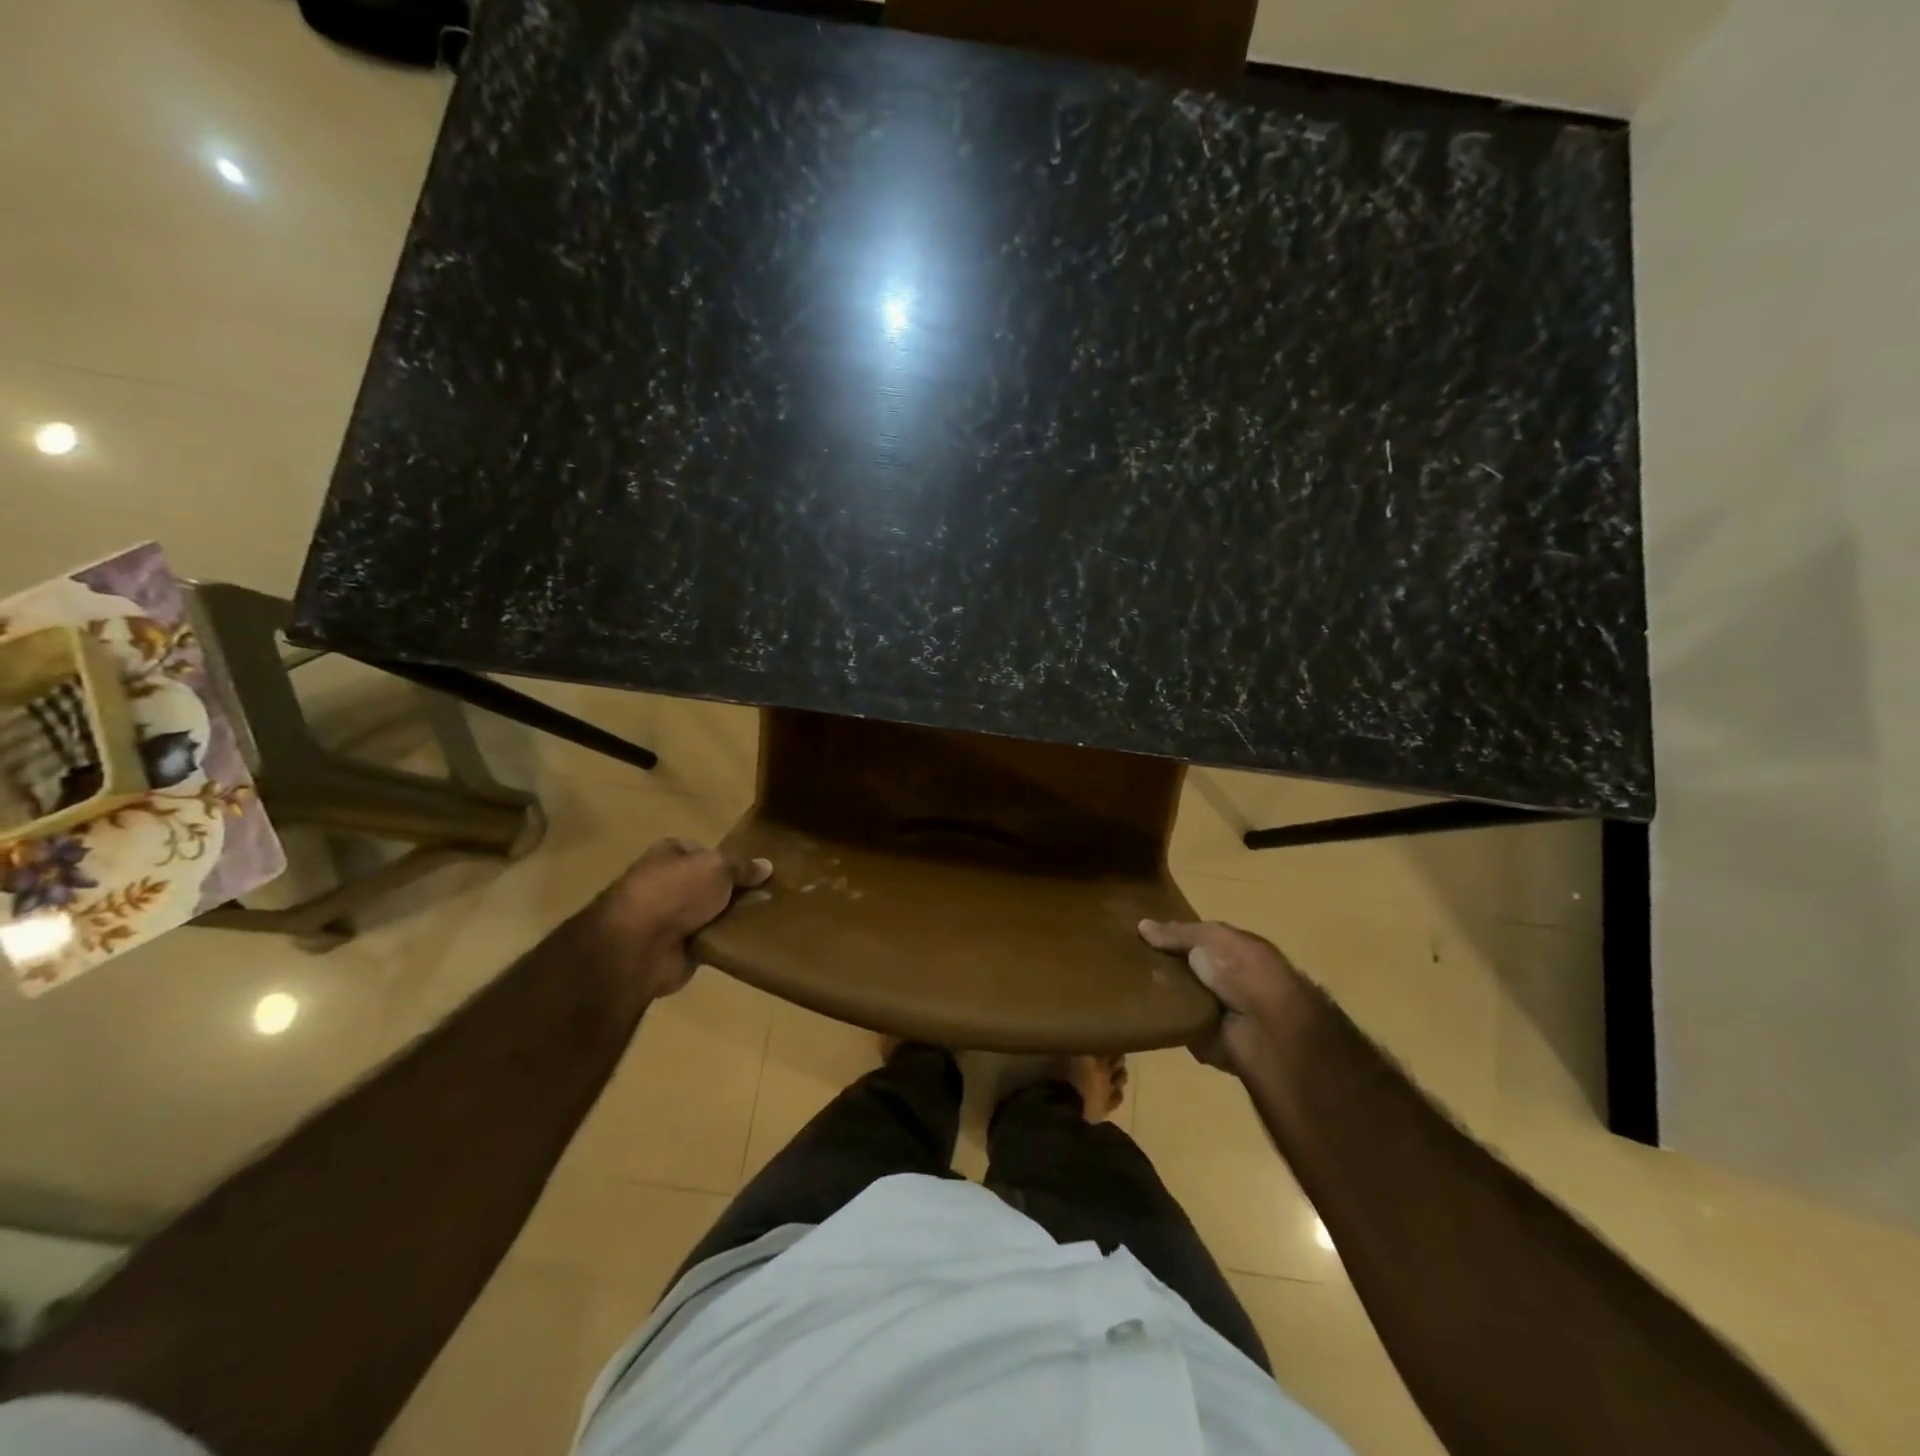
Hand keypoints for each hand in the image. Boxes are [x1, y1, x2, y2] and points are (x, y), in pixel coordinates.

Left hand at [584, 839, 771, 1002]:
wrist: (638, 946)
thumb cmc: (676, 891)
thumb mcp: (718, 867)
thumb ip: (742, 867)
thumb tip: (767, 866)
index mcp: (669, 854)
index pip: (702, 851)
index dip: (728, 859)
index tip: (754, 871)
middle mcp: (665, 883)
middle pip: (708, 884)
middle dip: (733, 891)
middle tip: (767, 896)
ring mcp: (668, 918)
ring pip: (710, 914)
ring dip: (731, 919)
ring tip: (765, 919)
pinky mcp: (675, 949)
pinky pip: (709, 942)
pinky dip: (724, 943)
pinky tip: (749, 942)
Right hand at [1138, 918, 1299, 1072]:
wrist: (1268, 1030)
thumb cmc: (1244, 972)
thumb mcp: (1212, 939)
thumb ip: (1179, 933)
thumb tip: (1142, 925)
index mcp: (1235, 951)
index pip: (1197, 940)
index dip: (1172, 937)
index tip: (1141, 936)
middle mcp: (1227, 979)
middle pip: (1185, 969)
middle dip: (1162, 966)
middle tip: (1130, 961)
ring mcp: (1217, 1010)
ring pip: (1179, 997)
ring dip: (1162, 994)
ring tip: (1130, 984)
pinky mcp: (1207, 1038)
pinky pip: (1179, 1025)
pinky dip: (1165, 1021)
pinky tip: (1143, 1010)